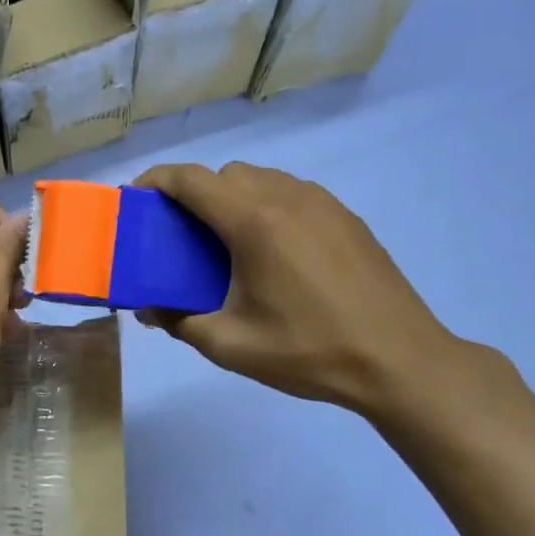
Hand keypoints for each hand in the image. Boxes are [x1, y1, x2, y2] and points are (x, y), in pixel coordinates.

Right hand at [133, 163, 471, 417]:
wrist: (399, 361)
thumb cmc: (308, 351)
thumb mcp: (229, 345)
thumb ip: (178, 321)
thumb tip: (148, 309)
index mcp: (254, 222)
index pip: (192, 180)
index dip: (156, 181)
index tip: (135, 200)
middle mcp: (287, 198)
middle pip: (225, 175)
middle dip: (194, 195)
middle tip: (180, 237)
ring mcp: (323, 204)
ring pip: (261, 180)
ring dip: (232, 199)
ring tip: (225, 246)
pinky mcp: (346, 218)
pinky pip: (291, 195)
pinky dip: (266, 207)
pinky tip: (270, 254)